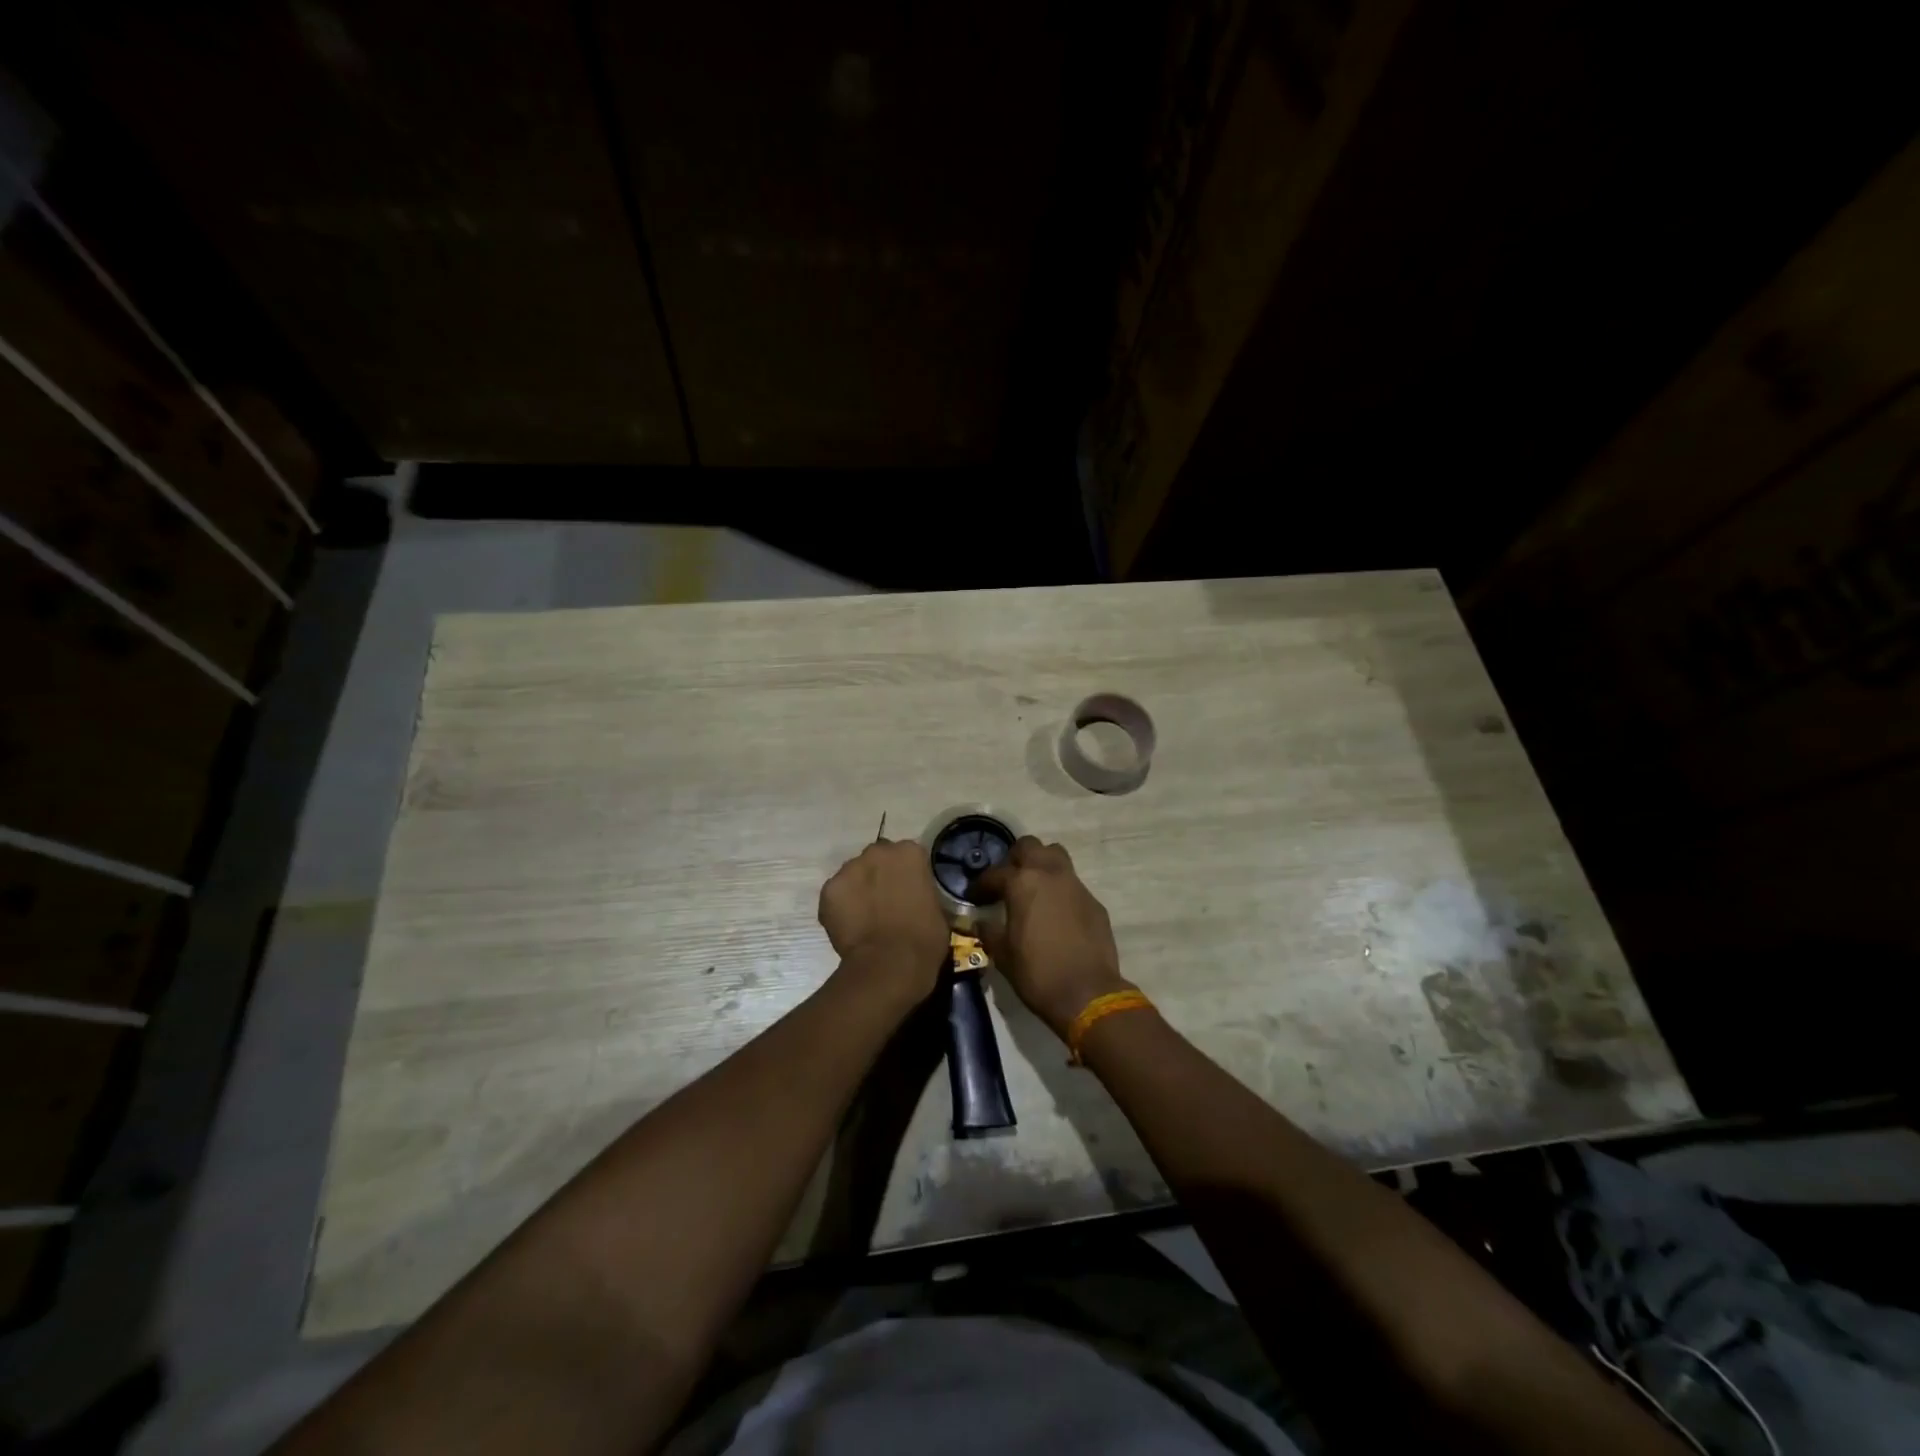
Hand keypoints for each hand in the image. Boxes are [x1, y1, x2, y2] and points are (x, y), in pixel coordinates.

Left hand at [818, 839, 949, 1007]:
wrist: (890, 963)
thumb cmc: (924, 938)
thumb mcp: (936, 908)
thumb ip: (922, 891)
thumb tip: (915, 897)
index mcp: (909, 853)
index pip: (907, 856)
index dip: (906, 875)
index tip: (908, 892)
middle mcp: (878, 851)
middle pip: (877, 859)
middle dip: (879, 875)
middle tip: (885, 902)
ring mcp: (850, 869)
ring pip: (853, 875)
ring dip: (859, 889)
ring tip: (865, 917)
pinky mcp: (829, 890)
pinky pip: (836, 895)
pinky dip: (841, 907)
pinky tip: (850, 927)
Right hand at [973, 837, 1127, 1039]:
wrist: (1088, 993)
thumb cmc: (1037, 972)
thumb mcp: (1002, 954)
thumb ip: (989, 931)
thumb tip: (980, 921)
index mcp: (1022, 883)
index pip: (995, 873)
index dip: (981, 885)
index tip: (975, 897)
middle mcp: (1050, 874)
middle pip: (1030, 846)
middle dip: (1015, 859)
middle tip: (1007, 881)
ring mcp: (1076, 886)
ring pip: (1056, 857)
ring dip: (1042, 866)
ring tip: (1033, 889)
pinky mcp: (1094, 902)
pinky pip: (1073, 884)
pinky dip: (1061, 891)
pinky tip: (1056, 914)